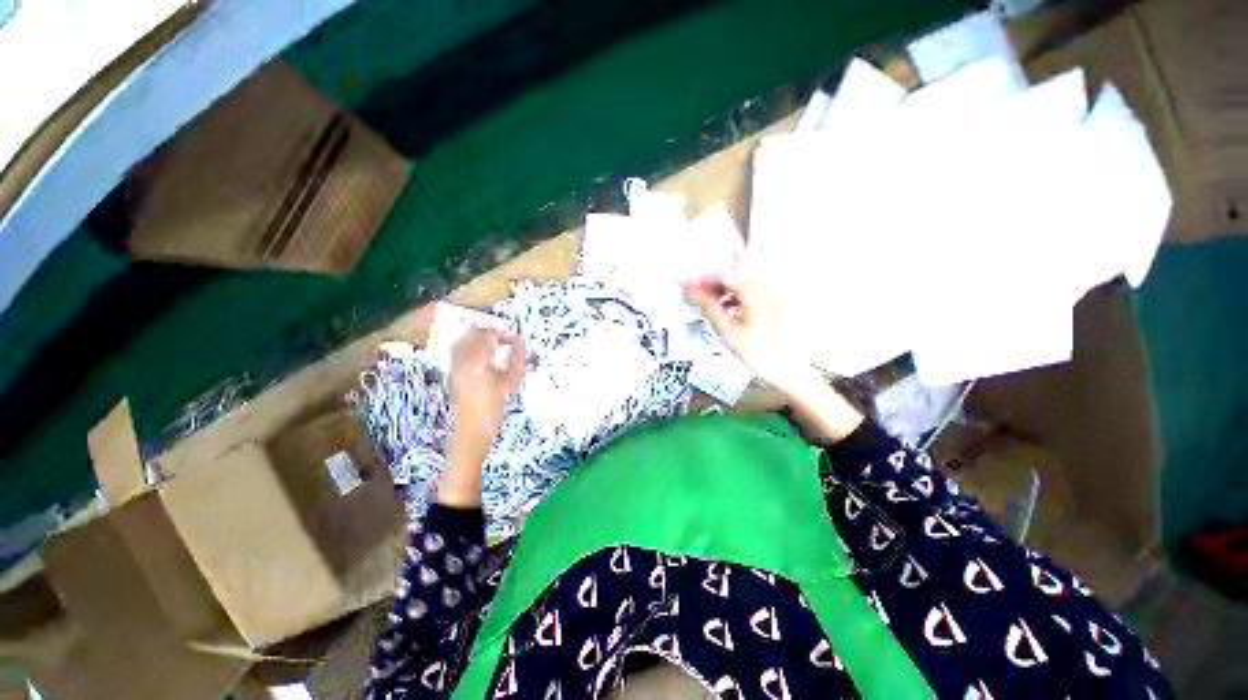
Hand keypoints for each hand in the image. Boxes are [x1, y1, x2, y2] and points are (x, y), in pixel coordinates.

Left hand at [448, 329, 526, 461]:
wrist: (472, 433)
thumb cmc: (491, 411)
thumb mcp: (509, 384)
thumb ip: (516, 361)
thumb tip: (521, 343)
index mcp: (477, 363)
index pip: (489, 337)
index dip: (503, 334)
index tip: (515, 338)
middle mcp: (462, 362)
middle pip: (472, 336)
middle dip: (489, 333)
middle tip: (504, 337)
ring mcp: (454, 368)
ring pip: (463, 342)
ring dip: (478, 339)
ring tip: (493, 344)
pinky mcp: (452, 375)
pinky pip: (458, 353)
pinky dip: (469, 348)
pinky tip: (483, 357)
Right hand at [685, 273, 807, 392]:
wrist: (790, 370)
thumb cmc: (757, 353)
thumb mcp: (728, 331)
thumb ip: (709, 307)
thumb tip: (692, 290)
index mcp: (755, 291)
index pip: (723, 275)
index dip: (702, 279)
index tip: (687, 286)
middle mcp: (767, 285)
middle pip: (734, 276)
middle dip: (713, 284)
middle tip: (695, 295)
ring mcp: (776, 292)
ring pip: (743, 283)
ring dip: (725, 290)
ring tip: (710, 304)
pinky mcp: (779, 300)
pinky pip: (754, 290)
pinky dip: (738, 296)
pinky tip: (730, 309)